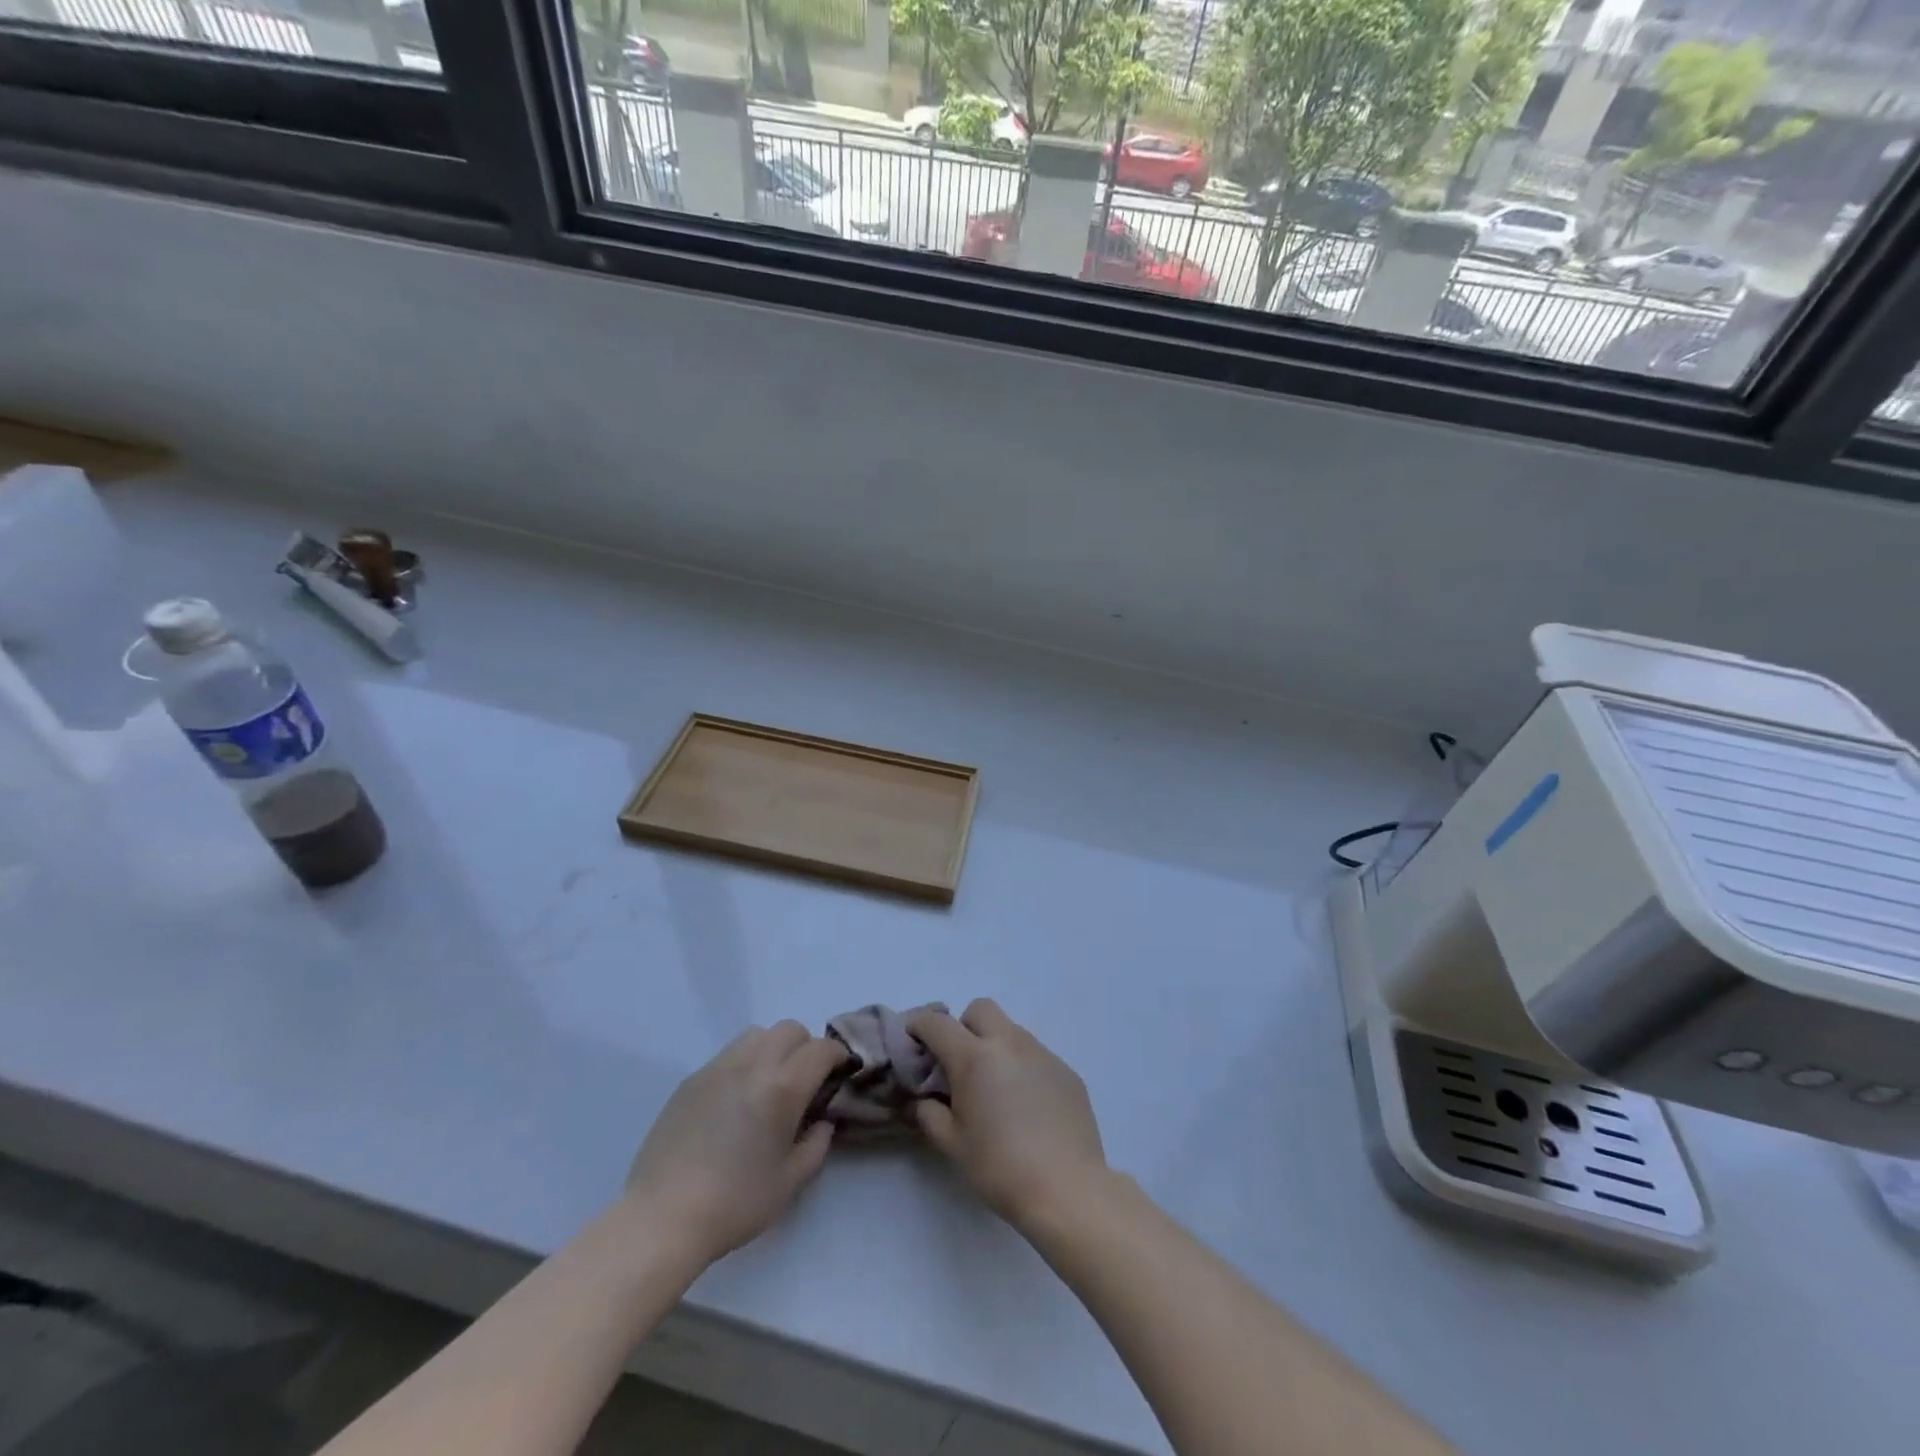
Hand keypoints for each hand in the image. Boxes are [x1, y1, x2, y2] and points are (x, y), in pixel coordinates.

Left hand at [622, 1022, 848, 1265]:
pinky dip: (745, 1063)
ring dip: (773, 1048)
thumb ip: (816, 1144)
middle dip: (806, 1048)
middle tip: (805, 1082)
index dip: (838, 1056)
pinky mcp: (692, 1079)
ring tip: (769, 1084)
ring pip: (758, 1034)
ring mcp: (718, 1068)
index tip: (841, 1074)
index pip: (821, 1049)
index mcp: (782, 1087)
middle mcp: (752, 1065)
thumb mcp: (790, 1182)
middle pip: (790, 1030)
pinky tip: (737, 1100)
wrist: (662, 1218)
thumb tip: (822, 1121)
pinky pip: (729, 1054)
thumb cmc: (735, 1203)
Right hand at [908, 1000, 1108, 1230]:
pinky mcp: (1066, 1070)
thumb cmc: (1000, 1168)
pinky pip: (1035, 1055)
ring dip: (995, 1045)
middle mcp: (1009, 1043)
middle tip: (959, 1063)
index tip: (914, 1041)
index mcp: (974, 1057)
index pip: (938, 1023)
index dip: (920, 1026)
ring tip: (995, 1088)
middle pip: (980, 1009)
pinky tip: (1026, 1105)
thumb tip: (924, 1099)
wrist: (1067, 1190)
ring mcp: (1042, 1053)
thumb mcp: (952, 1144)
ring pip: (1010, 1030)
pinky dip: (1022, 1067)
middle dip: (963, 1026)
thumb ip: (929, 1114)